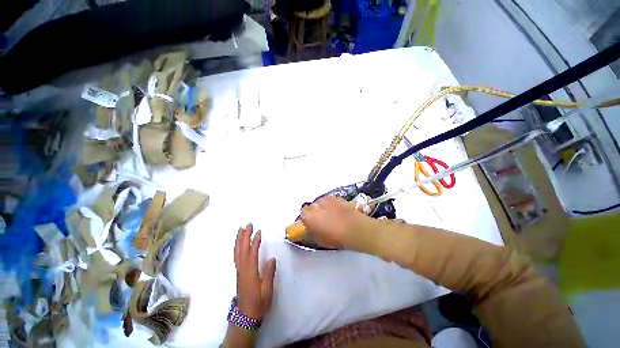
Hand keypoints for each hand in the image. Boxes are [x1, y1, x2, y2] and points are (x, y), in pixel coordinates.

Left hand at [234, 224, 275, 319]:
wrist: (246, 316)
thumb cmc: (258, 303)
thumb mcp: (267, 291)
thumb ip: (268, 274)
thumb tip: (272, 258)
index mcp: (250, 273)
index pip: (251, 254)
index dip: (255, 242)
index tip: (259, 231)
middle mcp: (243, 270)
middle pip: (242, 250)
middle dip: (245, 236)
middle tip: (248, 225)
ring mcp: (239, 271)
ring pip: (237, 252)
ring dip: (239, 240)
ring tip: (241, 229)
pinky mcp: (239, 272)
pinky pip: (236, 256)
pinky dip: (237, 247)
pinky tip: (239, 242)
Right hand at [300, 196, 373, 248]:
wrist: (354, 229)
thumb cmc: (336, 238)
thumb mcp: (319, 240)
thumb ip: (312, 231)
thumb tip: (311, 228)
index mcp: (308, 216)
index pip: (302, 214)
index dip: (307, 219)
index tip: (312, 223)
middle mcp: (315, 205)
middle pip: (311, 207)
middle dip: (315, 212)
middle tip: (322, 220)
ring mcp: (326, 199)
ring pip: (320, 203)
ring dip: (323, 208)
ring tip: (332, 215)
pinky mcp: (335, 197)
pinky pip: (330, 200)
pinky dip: (331, 205)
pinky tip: (338, 212)